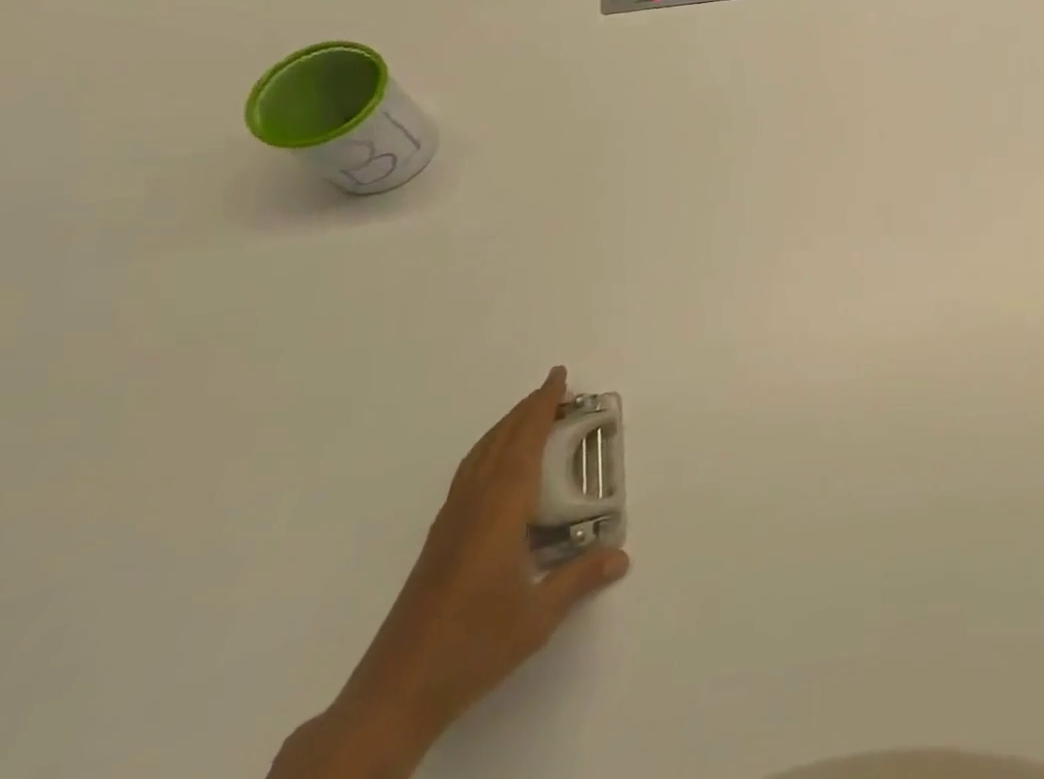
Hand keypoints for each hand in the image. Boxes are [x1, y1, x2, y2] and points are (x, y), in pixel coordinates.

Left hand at [270, 368, 628, 778]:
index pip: (525, 445)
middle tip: (553, 388)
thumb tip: (622, 555)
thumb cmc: (472, 647)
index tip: (558, 377)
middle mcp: (472, 507)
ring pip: (479, 458)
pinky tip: (497, 467)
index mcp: (499, 512)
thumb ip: (580, 579)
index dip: (542, 408)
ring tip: (528, 415)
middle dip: (526, 410)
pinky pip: (467, 476)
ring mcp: (450, 524)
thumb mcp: (538, 617)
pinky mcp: (438, 543)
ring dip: (505, 428)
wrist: (394, 694)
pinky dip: (487, 452)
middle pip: (500, 443)